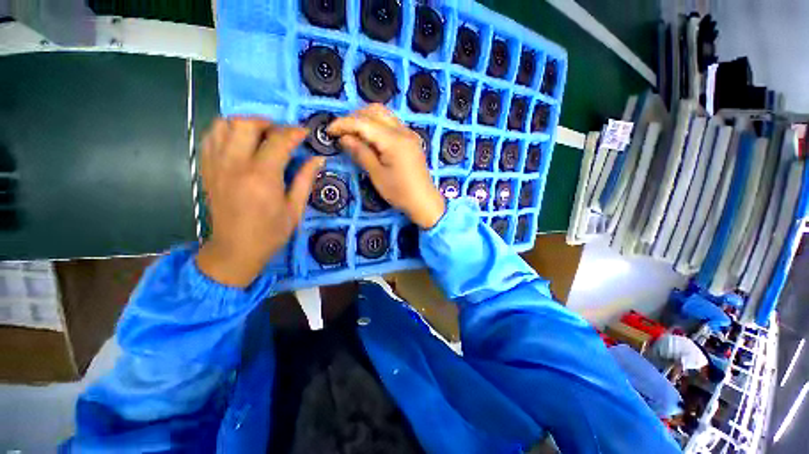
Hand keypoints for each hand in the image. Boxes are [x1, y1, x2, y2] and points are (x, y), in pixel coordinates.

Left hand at [196, 118, 324, 286]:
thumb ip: (306, 179)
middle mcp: (236, 164)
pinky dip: (226, 131)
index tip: (306, 133)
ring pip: (224, 124)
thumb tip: (319, 159)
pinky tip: (240, 142)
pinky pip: (210, 136)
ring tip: (261, 136)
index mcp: (262, 176)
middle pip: (247, 123)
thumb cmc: (271, 232)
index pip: (279, 140)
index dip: (295, 132)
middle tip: (282, 135)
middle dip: (269, 123)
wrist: (236, 249)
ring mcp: (216, 165)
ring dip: (245, 124)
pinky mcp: (207, 169)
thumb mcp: (295, 208)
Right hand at [328, 104, 444, 228]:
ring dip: (366, 119)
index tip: (329, 131)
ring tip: (354, 134)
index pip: (363, 122)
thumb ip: (361, 153)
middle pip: (375, 111)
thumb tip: (344, 138)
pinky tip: (370, 137)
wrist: (424, 201)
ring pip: (385, 115)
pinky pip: (392, 124)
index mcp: (394, 140)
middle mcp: (403, 131)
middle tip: (342, 132)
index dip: (344, 124)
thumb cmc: (400, 192)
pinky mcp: (412, 140)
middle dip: (355, 117)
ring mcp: (409, 134)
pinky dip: (378, 125)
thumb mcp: (377, 175)